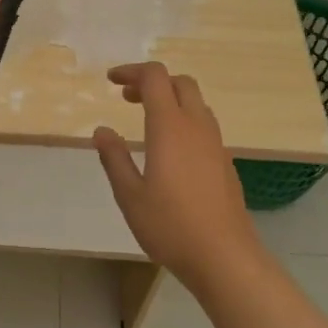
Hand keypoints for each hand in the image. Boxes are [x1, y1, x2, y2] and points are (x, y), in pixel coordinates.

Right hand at [94, 63, 261, 289]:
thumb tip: (102, 131)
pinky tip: (170, 149)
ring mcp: (216, 144)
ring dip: (171, 100)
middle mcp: (196, 127)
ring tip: (146, 120)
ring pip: (196, 103)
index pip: (155, 78)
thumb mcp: (129, 195)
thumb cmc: (170, 226)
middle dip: (153, 82)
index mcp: (170, 127)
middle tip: (127, 98)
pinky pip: (204, 125)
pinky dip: (184, 120)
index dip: (132, 71)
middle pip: (180, 82)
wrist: (224, 256)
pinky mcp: (225, 162)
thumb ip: (114, 158)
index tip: (111, 81)